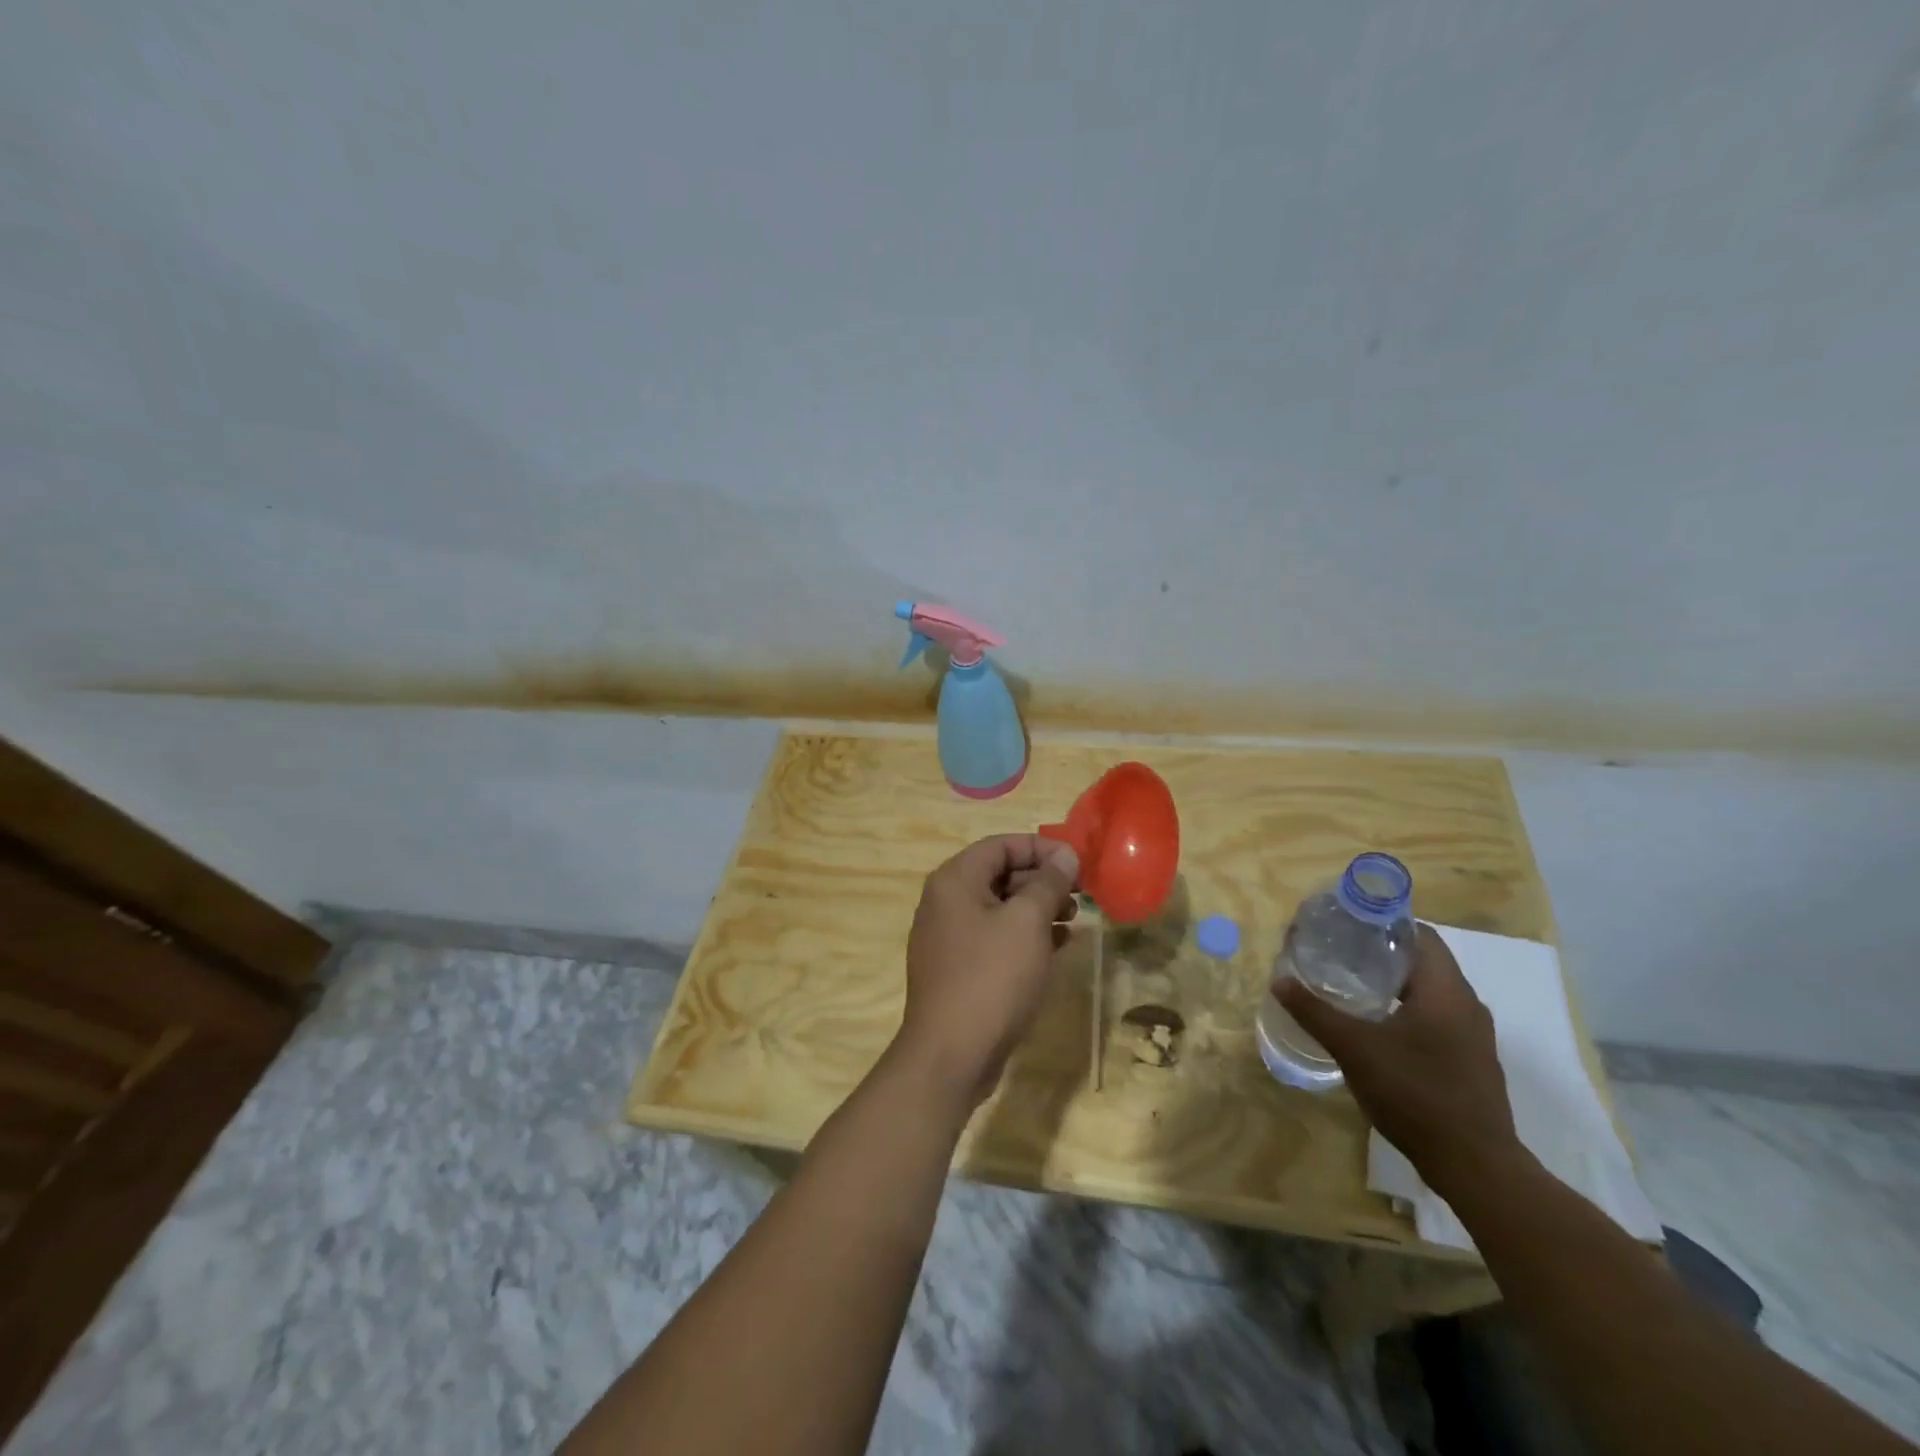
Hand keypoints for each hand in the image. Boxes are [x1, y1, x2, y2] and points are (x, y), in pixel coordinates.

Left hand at [895, 834, 1079, 1109]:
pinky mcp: (957, 968)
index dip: (1041, 848)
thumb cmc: (991, 977)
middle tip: (1081, 893)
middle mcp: (944, 901)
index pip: (1001, 845)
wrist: (951, 1053)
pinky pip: (994, 938)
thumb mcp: (1027, 923)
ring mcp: (947, 937)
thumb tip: (1065, 855)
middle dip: (1042, 880)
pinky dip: (1024, 936)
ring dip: (1037, 909)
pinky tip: (1057, 947)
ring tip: (1074, 919)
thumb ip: (1047, 883)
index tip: (1077, 863)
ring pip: (998, 908)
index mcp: (954, 880)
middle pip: (999, 874)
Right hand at [1278, 923, 1520, 1193]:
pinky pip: (1438, 1017)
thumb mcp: (1354, 1048)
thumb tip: (1279, 981)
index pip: (1420, 933)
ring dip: (1395, 983)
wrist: (1474, 1165)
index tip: (1347, 925)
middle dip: (1381, 953)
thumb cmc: (1414, 1093)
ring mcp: (1474, 1035)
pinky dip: (1407, 1010)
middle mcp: (1466, 1004)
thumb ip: (1315, 1011)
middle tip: (1338, 953)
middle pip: (1424, 960)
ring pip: (1431, 991)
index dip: (1384, 923)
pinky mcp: (1472, 1060)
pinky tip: (1377, 1027)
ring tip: (1351, 986)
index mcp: (1445, 990)